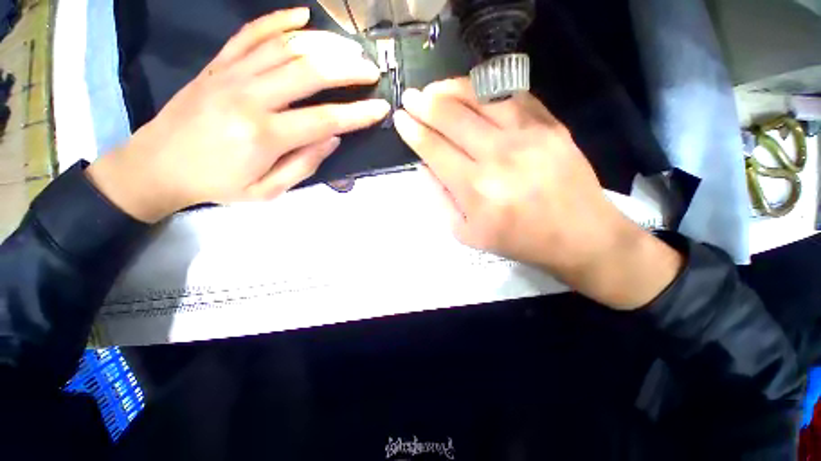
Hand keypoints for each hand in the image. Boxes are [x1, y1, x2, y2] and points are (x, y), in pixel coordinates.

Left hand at [87, 8, 388, 222]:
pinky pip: (251, 34)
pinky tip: (303, 16)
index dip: (358, 114)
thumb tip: (333, 138)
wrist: (157, 166)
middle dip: (348, 69)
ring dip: (325, 44)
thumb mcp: (267, 191)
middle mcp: (250, 97)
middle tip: (371, 70)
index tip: (381, 108)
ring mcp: (231, 74)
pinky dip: (279, 20)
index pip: (325, 119)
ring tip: (350, 49)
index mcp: (265, 136)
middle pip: (310, 72)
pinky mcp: (218, 64)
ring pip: (286, 47)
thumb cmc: (217, 185)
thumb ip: (304, 165)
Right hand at [394, 78, 681, 308]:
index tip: (400, 118)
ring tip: (435, 88)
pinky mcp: (550, 125)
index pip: (434, 149)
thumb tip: (425, 167)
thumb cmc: (517, 240)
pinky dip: (487, 88)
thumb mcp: (467, 234)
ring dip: (451, 88)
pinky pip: (512, 95)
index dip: (413, 131)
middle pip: (452, 118)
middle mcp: (498, 156)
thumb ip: (441, 200)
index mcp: (475, 188)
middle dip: (424, 104)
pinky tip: (472, 89)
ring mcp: (528, 135)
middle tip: (410, 97)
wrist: (578, 234)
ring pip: (480, 97)